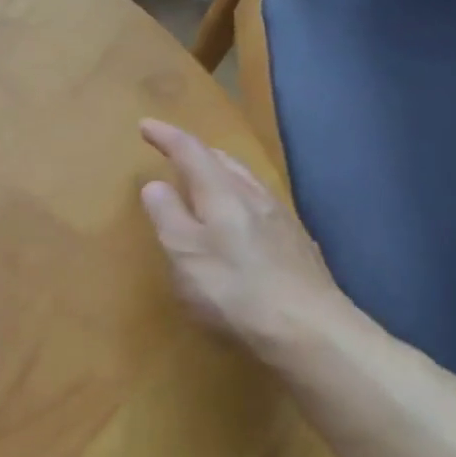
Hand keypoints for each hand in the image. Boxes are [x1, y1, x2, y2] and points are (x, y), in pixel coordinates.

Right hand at [138, 119, 351, 358]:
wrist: (310, 332)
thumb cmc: (234, 290)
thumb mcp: (184, 254)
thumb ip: (167, 215)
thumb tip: (156, 184)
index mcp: (223, 194)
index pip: (191, 152)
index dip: (167, 137)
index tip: (145, 125)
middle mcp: (255, 198)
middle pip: (225, 162)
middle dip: (198, 152)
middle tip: (176, 152)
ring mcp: (282, 221)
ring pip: (248, 183)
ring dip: (223, 174)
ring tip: (208, 181)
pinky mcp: (298, 247)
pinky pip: (263, 207)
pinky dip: (242, 201)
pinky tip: (244, 221)